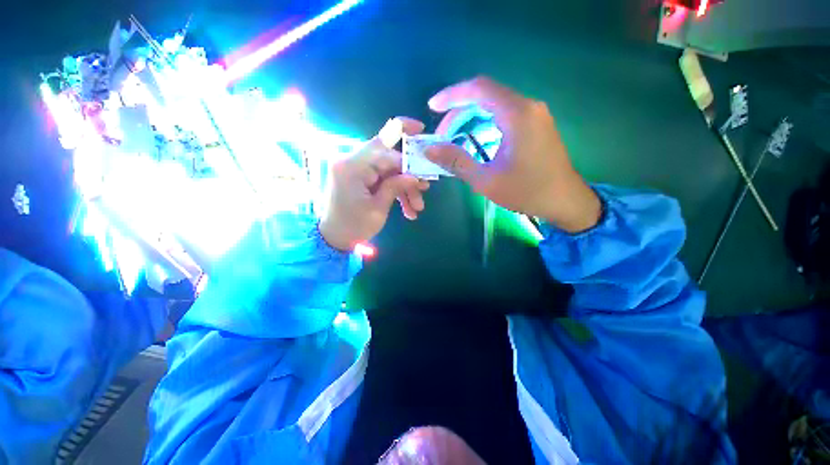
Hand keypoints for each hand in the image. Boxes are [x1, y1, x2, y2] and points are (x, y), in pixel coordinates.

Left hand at [319, 117, 430, 250]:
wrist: (333, 238)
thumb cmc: (354, 227)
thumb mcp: (378, 209)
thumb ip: (395, 187)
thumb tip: (416, 176)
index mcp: (351, 167)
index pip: (384, 152)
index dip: (407, 161)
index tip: (423, 174)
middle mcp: (350, 161)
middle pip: (387, 159)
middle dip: (407, 176)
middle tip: (424, 189)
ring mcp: (354, 168)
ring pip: (387, 170)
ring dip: (403, 187)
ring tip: (416, 208)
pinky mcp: (358, 177)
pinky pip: (381, 178)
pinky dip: (394, 190)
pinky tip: (407, 208)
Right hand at [426, 77, 600, 232]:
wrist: (564, 201)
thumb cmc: (526, 191)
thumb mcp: (486, 180)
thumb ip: (456, 161)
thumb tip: (430, 149)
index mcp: (517, 115)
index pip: (479, 89)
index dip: (452, 95)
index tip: (432, 107)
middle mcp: (527, 106)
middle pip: (485, 96)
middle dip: (458, 112)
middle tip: (441, 136)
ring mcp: (534, 114)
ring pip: (494, 106)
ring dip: (470, 119)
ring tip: (453, 140)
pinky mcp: (536, 125)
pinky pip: (504, 116)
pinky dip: (484, 125)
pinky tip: (474, 142)